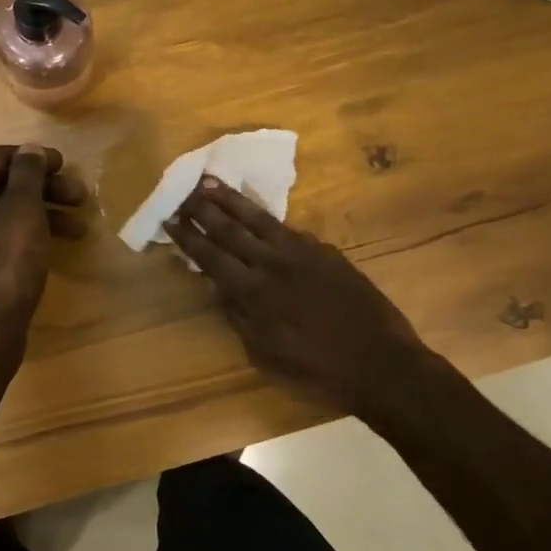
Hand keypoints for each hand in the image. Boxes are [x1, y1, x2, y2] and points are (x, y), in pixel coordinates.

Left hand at [0, 144, 88, 342]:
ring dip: (44, 212)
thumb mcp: (23, 212)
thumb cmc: (5, 266)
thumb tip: (29, 149)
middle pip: (4, 184)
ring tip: (79, 228)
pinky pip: (1, 235)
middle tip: (80, 197)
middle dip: (45, 187)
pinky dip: (29, 234)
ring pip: (6, 212)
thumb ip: (27, 175)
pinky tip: (56, 247)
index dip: (34, 156)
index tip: (66, 165)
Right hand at [165, 177, 436, 426]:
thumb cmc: (317, 368)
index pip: (211, 257)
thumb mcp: (265, 353)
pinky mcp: (325, 250)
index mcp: (254, 292)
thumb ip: (239, 317)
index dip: (189, 237)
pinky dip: (268, 219)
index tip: (170, 217)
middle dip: (203, 208)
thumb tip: (218, 288)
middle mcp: (273, 264)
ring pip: (259, 219)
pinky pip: (289, 229)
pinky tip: (258, 212)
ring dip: (231, 199)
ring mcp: (301, 252)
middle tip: (183, 190)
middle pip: (230, 229)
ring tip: (210, 181)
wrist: (379, 362)